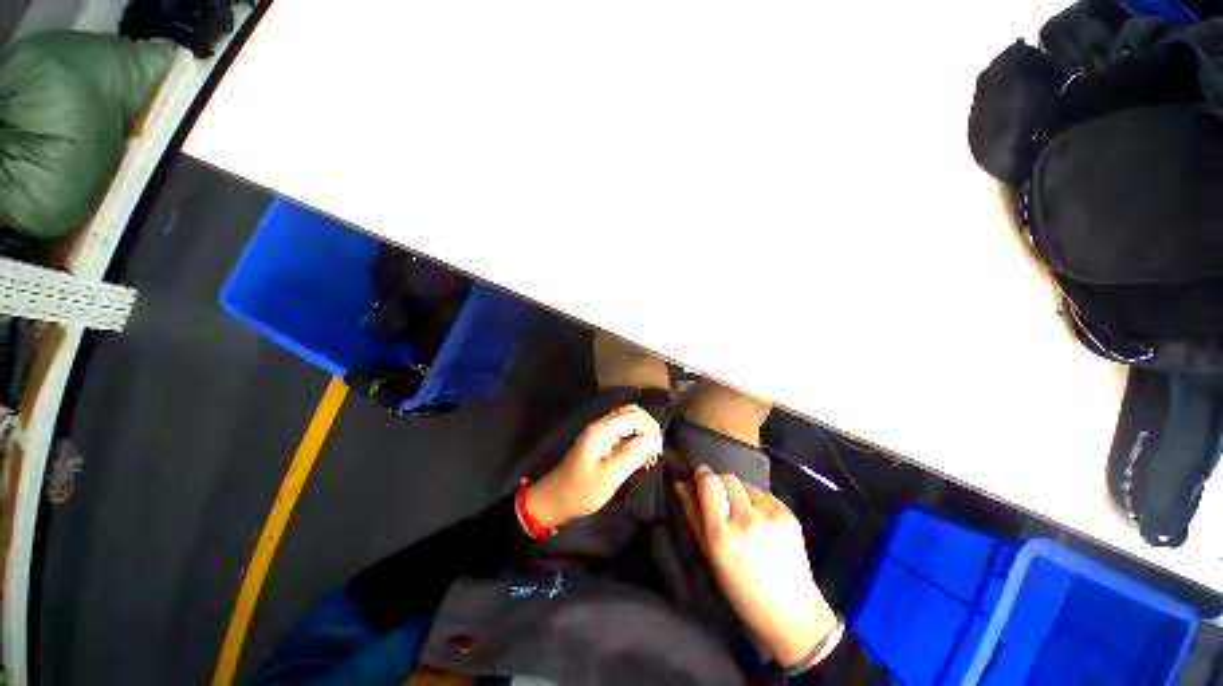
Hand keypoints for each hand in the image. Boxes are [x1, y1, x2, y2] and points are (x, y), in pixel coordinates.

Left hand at [524, 404, 662, 528]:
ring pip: (628, 421)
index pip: (634, 415)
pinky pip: (622, 432)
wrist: (554, 499)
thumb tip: (652, 439)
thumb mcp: (609, 478)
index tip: (656, 451)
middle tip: (654, 452)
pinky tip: (638, 459)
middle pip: (632, 413)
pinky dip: (634, 441)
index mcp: (602, 431)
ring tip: (648, 458)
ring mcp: (600, 432)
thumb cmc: (580, 491)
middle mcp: (601, 425)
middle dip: (648, 428)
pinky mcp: (600, 441)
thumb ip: (632, 456)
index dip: (650, 428)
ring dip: (642, 435)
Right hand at [677, 466, 836, 667]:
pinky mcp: (789, 516)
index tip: (699, 478)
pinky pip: (765, 494)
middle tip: (723, 505)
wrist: (791, 611)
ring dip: (740, 494)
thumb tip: (682, 484)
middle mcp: (746, 520)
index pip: (709, 482)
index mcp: (722, 533)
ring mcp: (771, 517)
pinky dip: (759, 502)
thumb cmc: (741, 588)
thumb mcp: (709, 554)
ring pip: (746, 484)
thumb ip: (693, 514)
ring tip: (745, 520)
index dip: (702, 476)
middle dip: (721, 485)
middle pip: (727, 477)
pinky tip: (762, 525)